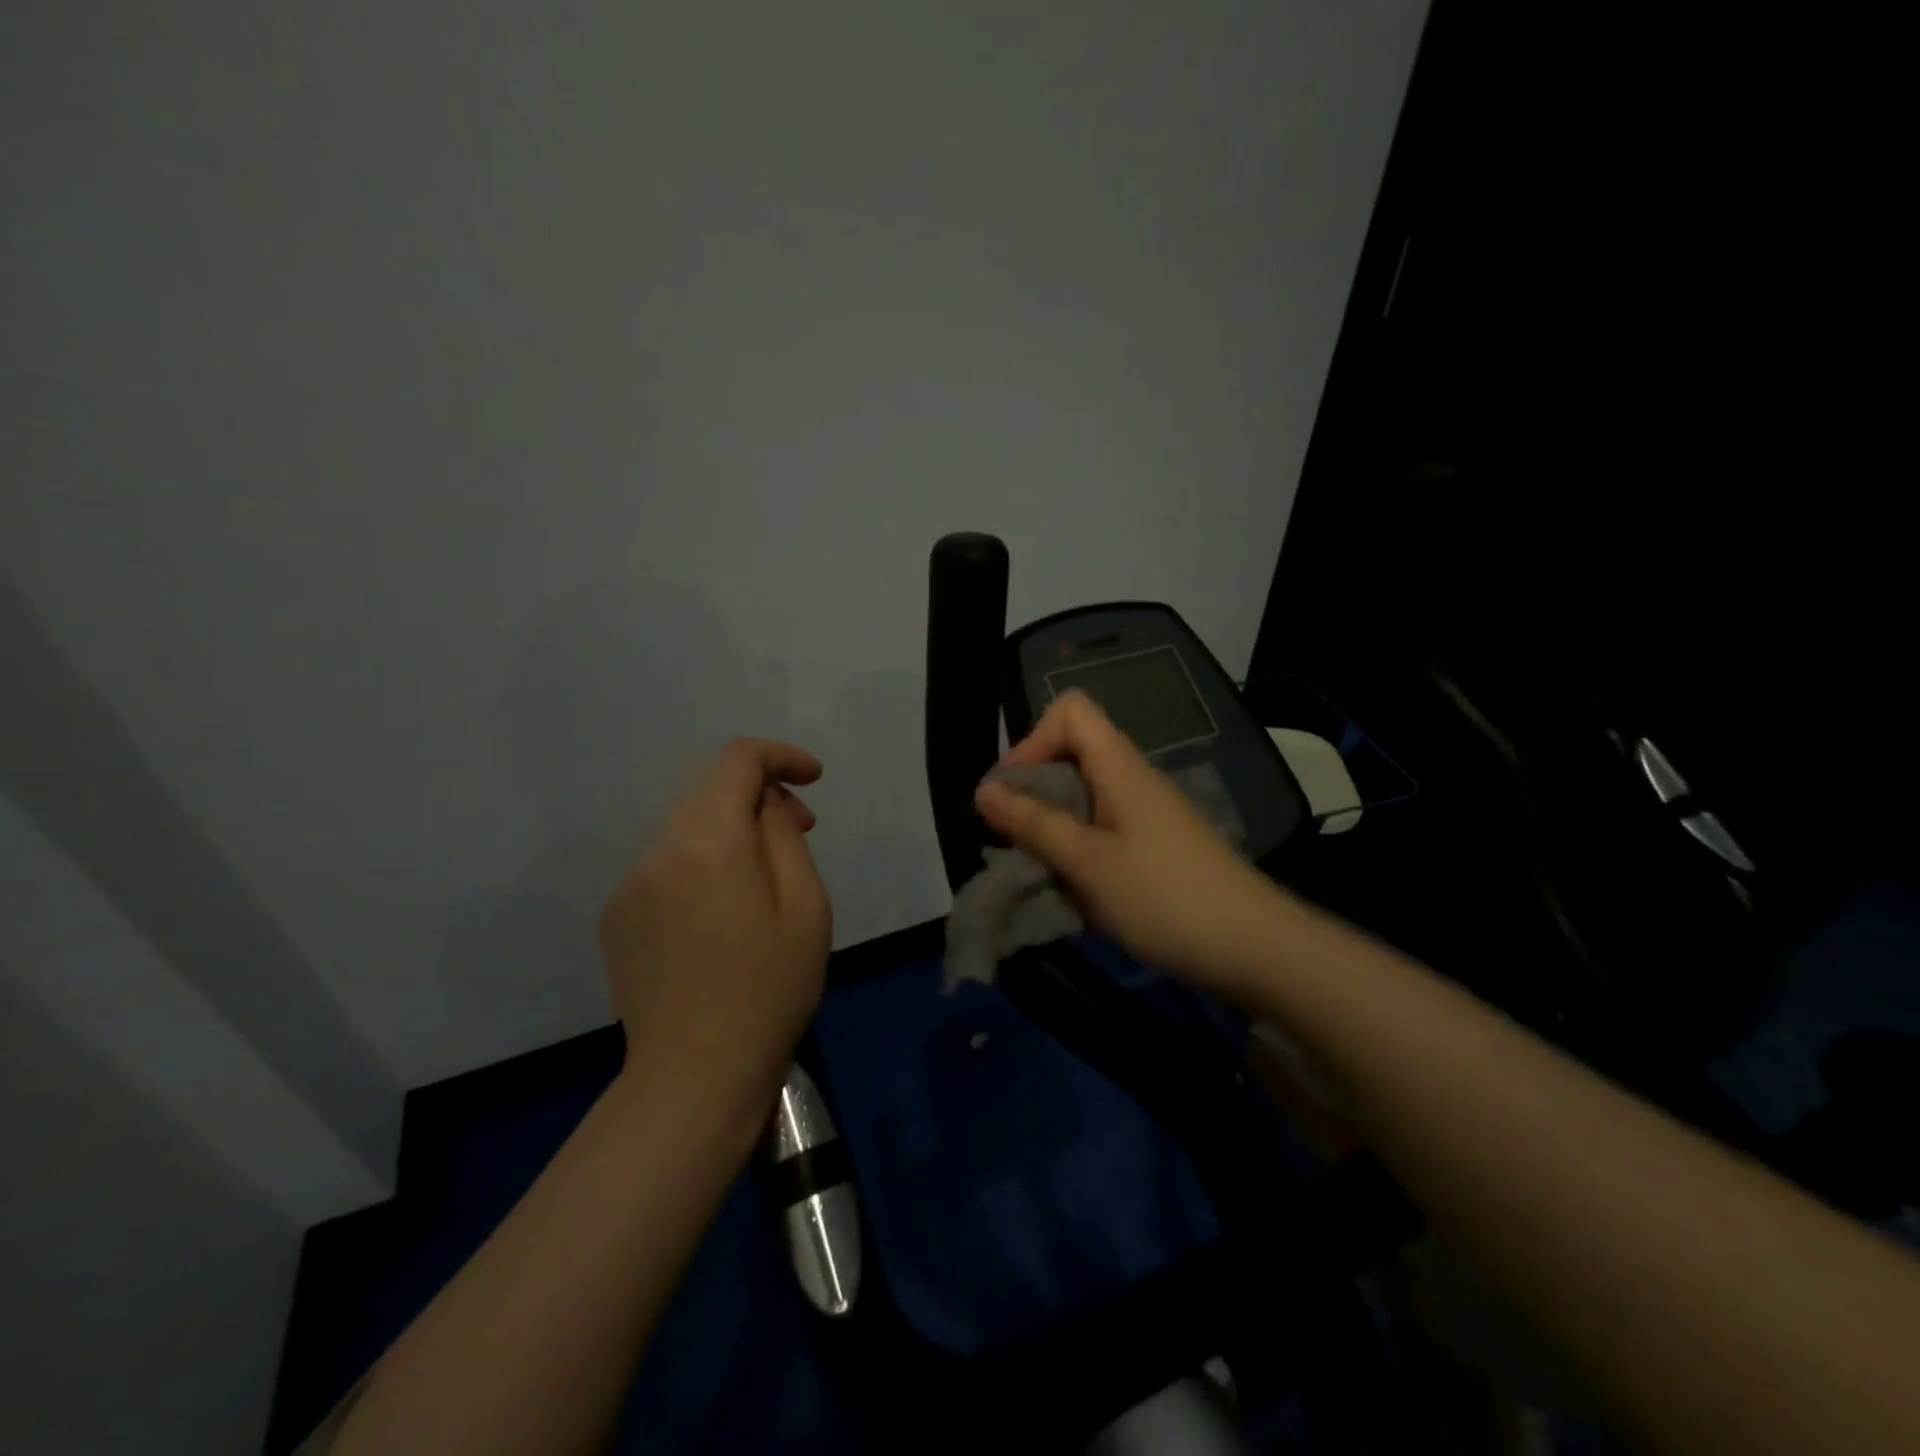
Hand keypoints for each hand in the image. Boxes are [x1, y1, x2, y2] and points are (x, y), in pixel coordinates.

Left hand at [600, 739, 831, 1111]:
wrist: (695, 1074)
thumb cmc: (769, 988)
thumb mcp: (805, 906)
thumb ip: (785, 837)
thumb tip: (768, 806)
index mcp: (709, 841)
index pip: (737, 761)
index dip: (779, 757)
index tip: (813, 779)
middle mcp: (659, 849)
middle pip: (709, 791)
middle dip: (759, 796)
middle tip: (801, 830)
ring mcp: (630, 884)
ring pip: (687, 829)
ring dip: (730, 832)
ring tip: (763, 878)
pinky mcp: (616, 917)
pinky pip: (666, 866)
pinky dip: (700, 864)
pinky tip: (721, 916)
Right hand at [974, 691, 1288, 998]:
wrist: (1255, 948)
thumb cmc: (1165, 897)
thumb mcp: (1088, 862)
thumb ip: (1034, 824)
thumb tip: (984, 790)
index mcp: (1119, 767)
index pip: (1070, 711)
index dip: (1033, 740)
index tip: (1014, 792)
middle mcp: (1131, 780)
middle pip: (1070, 756)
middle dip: (1033, 793)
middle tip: (1015, 841)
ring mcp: (1145, 815)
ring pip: (1082, 800)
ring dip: (1052, 830)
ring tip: (1039, 874)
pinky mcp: (1154, 848)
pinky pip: (1101, 833)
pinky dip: (1077, 854)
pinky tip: (1073, 894)